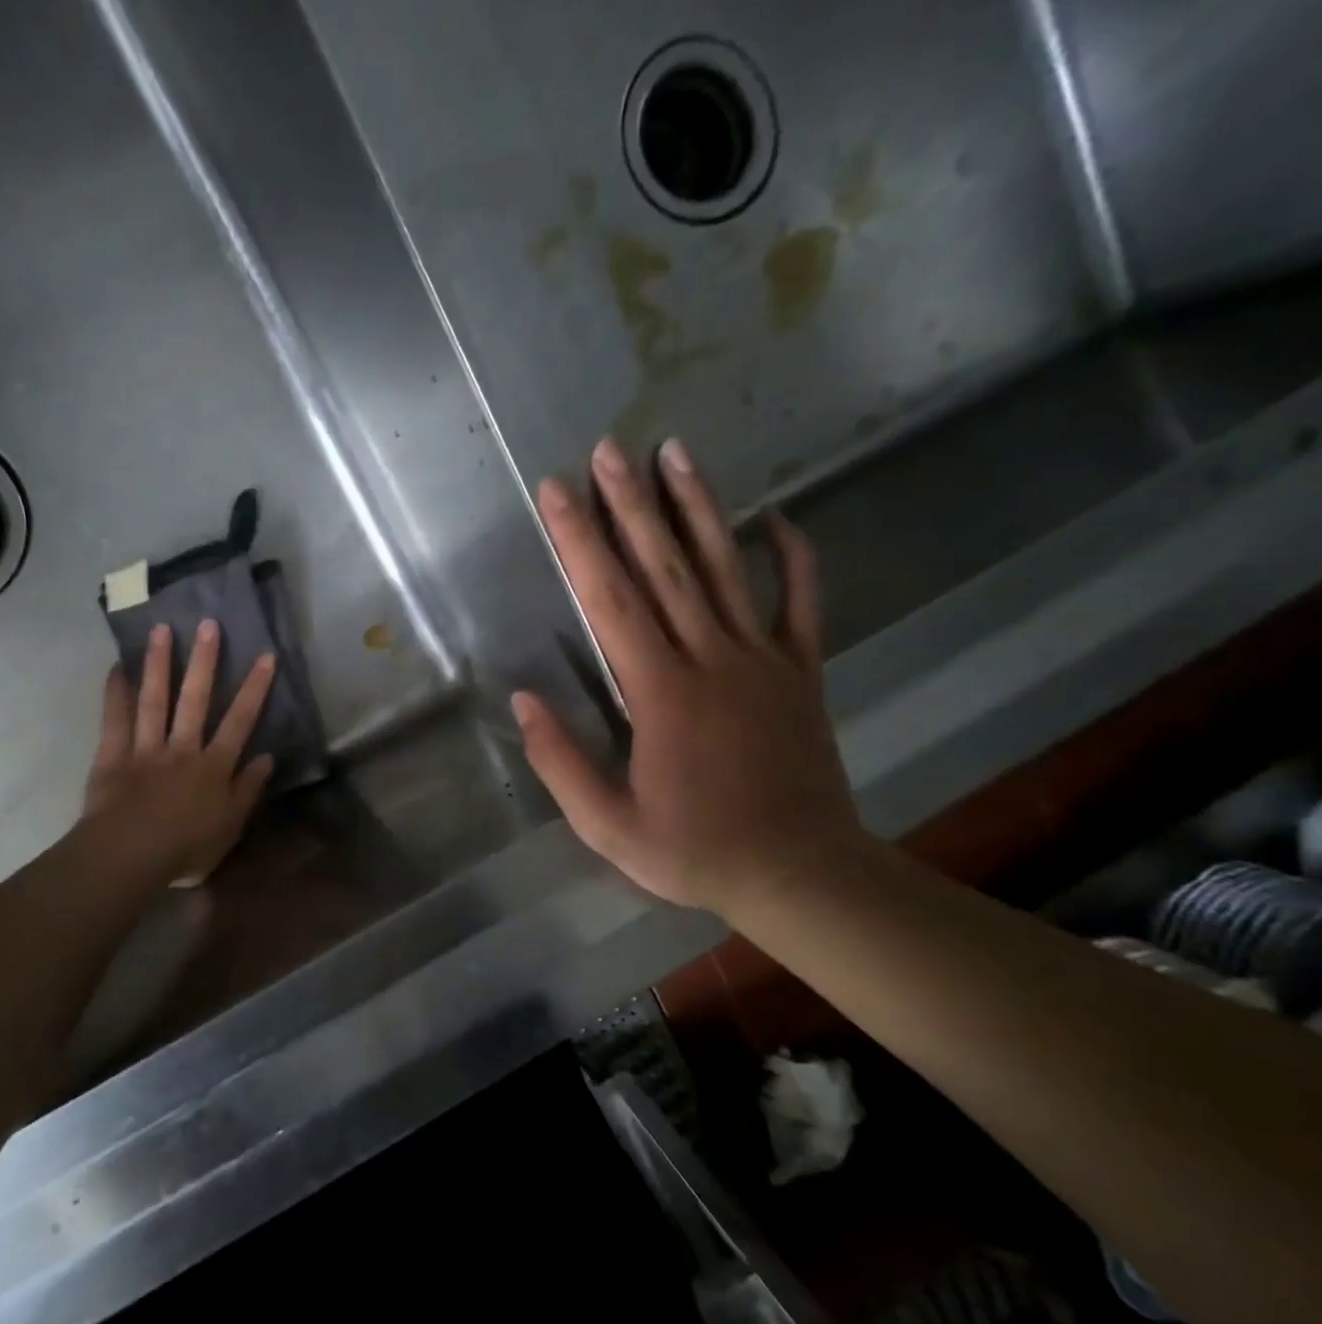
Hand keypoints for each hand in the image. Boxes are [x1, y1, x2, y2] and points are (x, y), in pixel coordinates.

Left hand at [82, 620, 275, 887]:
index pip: (240, 721)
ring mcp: (146, 748)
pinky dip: (115, 692)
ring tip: (162, 630)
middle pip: (196, 699)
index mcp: (214, 766)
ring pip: (155, 700)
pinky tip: (118, 666)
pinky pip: (114, 719)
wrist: (130, 856)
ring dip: (160, 664)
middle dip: (205, 661)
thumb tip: (267, 756)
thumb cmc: (185, 849)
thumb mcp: (230, 826)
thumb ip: (248, 789)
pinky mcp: (114, 755)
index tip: (265, 656)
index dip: (254, 688)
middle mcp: (183, 748)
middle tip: (208, 623)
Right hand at [512, 436, 864, 919]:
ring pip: (727, 569)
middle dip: (630, 504)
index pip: (610, 601)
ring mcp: (764, 660)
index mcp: (661, 693)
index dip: (579, 542)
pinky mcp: (801, 672)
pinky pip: (802, 603)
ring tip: (675, 452)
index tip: (557, 493)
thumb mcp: (608, 826)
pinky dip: (794, 557)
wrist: (800, 874)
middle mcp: (711, 659)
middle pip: (665, 568)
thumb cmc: (695, 850)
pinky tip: (779, 516)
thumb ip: (562, 762)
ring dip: (699, 507)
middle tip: (609, 449)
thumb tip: (522, 700)